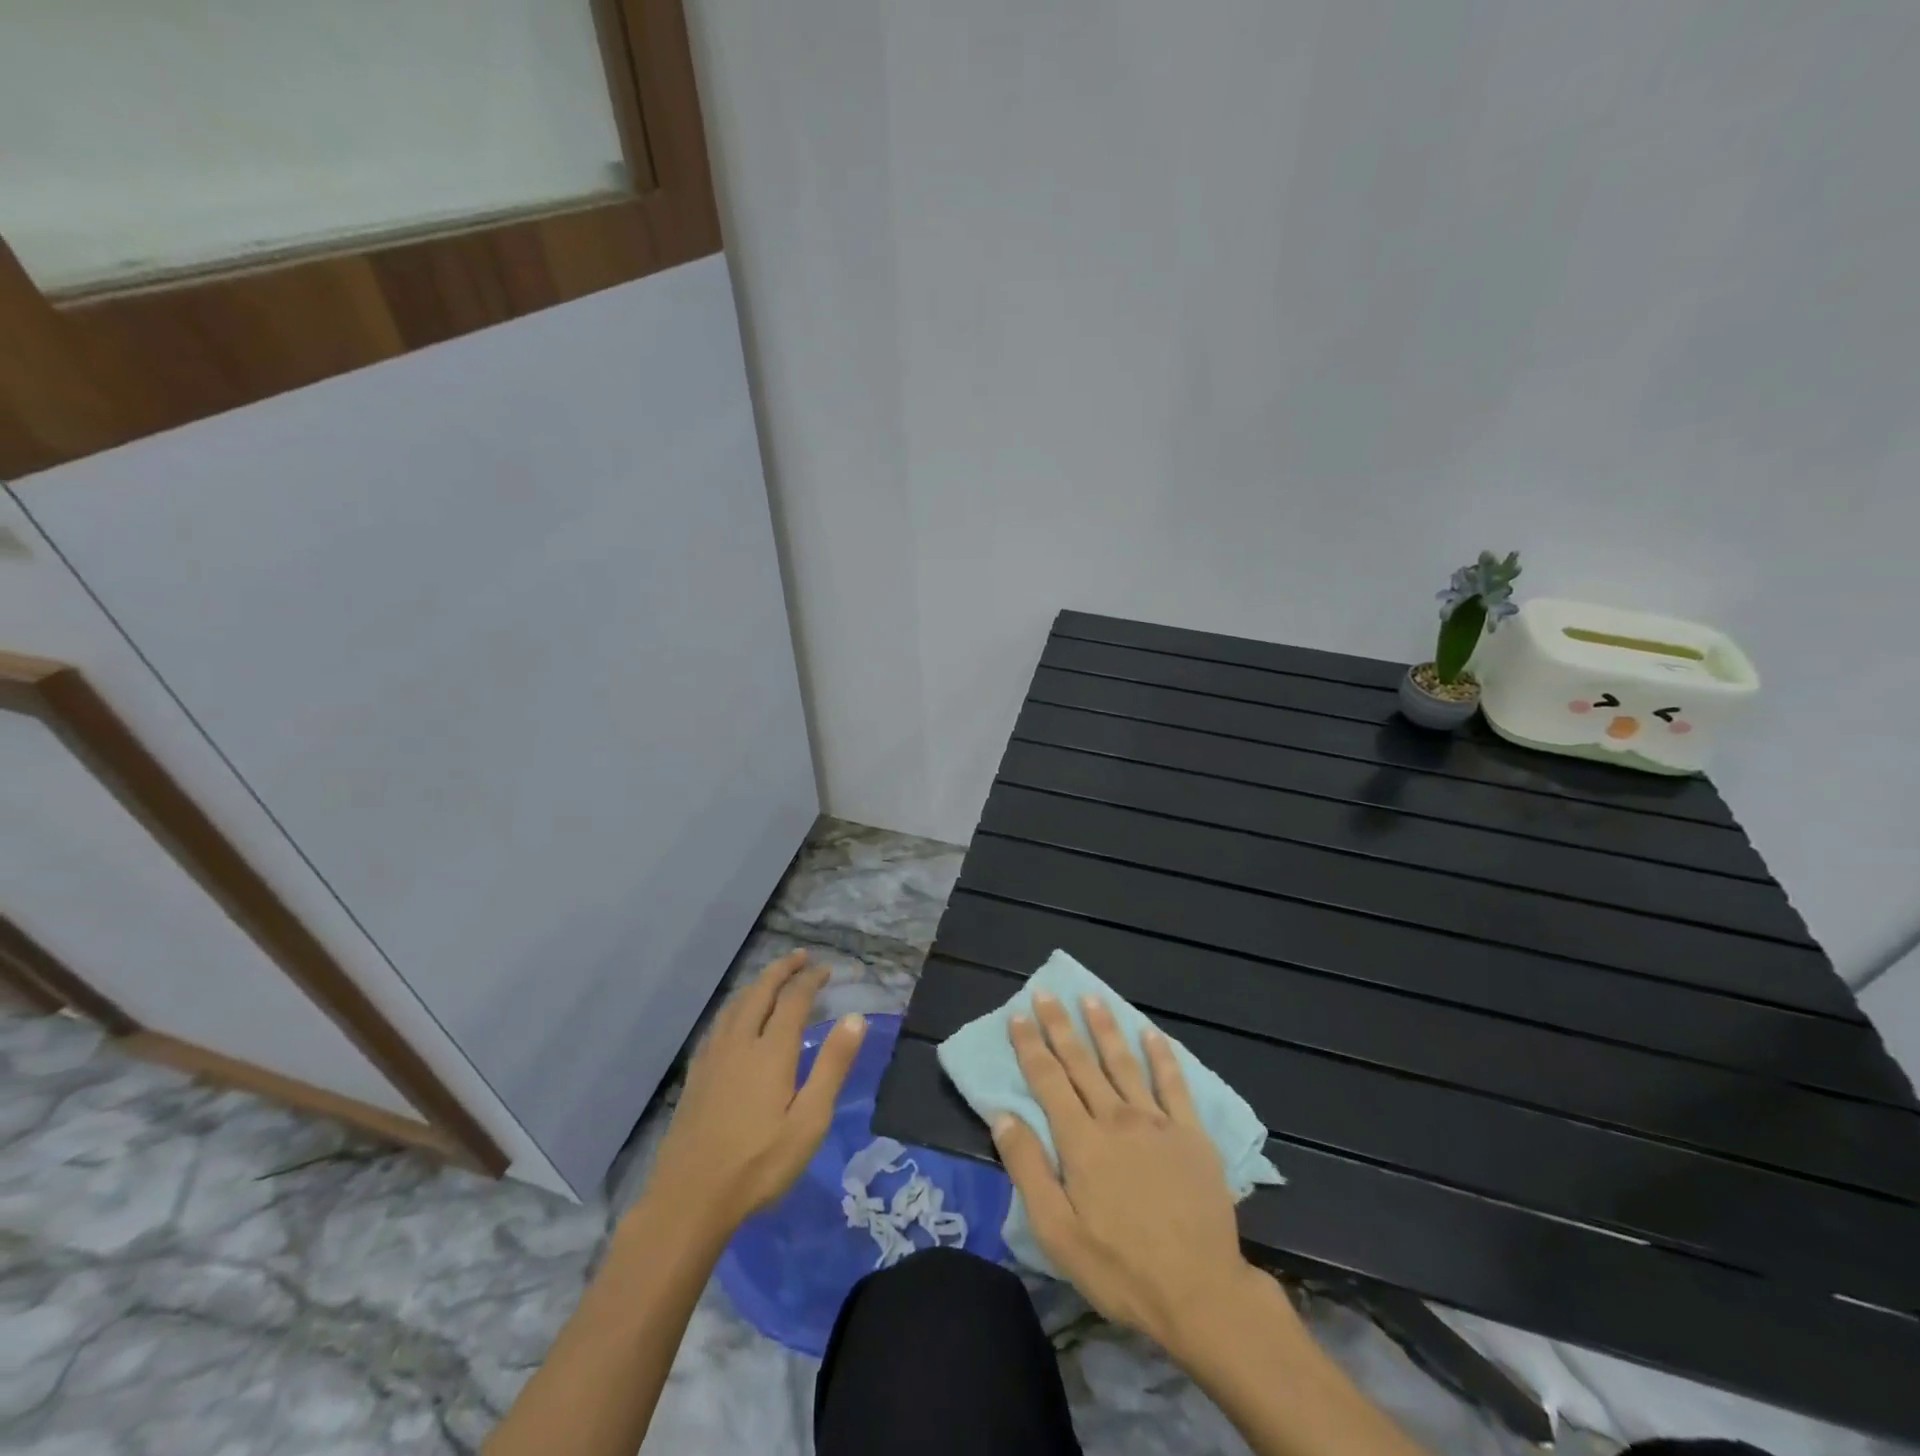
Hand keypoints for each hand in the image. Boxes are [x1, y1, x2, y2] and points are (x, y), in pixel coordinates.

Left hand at [648, 950, 866, 1231]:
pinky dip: (736, 1006)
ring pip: (736, 1004)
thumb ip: (832, 1066)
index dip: (811, 979)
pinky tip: (736, 1019)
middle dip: (782, 970)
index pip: (794, 999)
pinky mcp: (697, 1074)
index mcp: (771, 1050)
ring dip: (757, 984)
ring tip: (772, 979)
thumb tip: (856, 1017)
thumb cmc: (759, 1164)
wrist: (689, 1199)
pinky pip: (719, 1023)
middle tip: (801, 957)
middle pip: (760, 991)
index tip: (826, 969)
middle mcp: (740, 1042)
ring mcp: (713, 1057)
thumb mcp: (810, 1121)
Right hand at [991, 991, 1263, 1353]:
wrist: (1200, 1293)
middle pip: (1082, 1062)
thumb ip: (1028, 1169)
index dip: (1030, 1045)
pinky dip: (1162, 1055)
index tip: (1018, 1014)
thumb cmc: (1121, 1268)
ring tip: (1092, 997)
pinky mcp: (1191, 1134)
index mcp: (1081, 1141)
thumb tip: (1002, 1116)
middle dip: (1061, 1025)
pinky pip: (1174, 1084)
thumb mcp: (1058, 1233)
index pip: (1048, 1080)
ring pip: (1124, 1062)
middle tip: (1047, 992)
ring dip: (1105, 1028)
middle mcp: (1116, 1118)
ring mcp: (1157, 1122)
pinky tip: (1152, 1032)